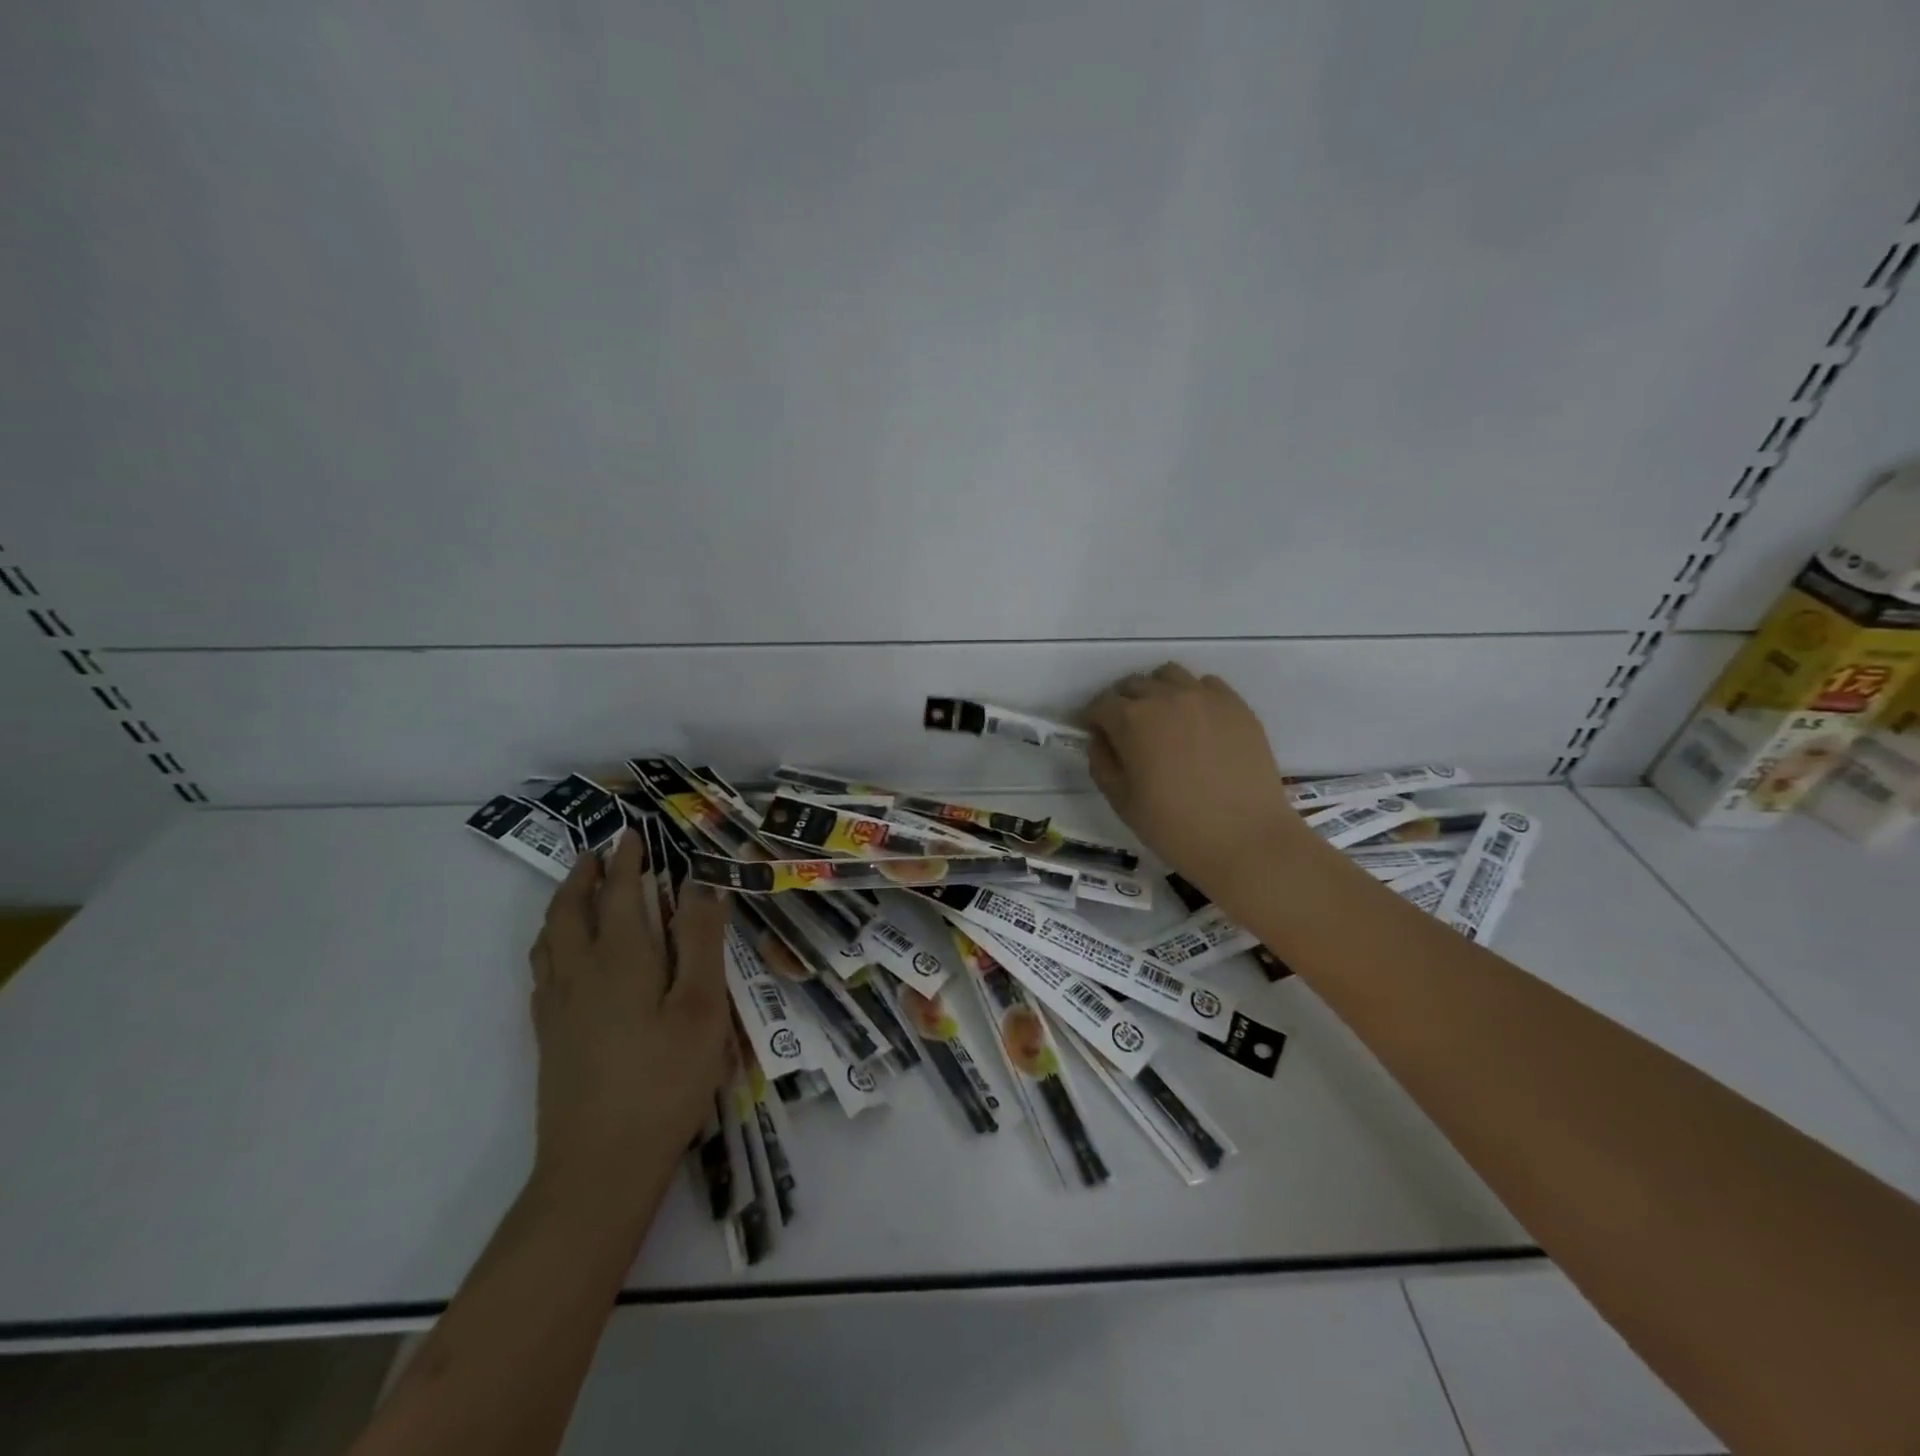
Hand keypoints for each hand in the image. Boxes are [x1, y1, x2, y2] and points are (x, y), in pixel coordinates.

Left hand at [527, 836, 731, 1215]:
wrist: (600, 1166)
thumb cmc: (665, 1080)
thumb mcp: (702, 1008)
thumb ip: (702, 942)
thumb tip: (701, 886)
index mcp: (621, 958)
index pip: (619, 892)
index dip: (626, 859)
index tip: (632, 833)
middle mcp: (580, 972)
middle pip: (571, 909)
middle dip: (584, 874)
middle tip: (598, 851)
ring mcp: (558, 1006)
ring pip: (549, 938)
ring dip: (562, 903)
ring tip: (577, 890)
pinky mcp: (549, 1036)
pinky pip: (542, 969)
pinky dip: (551, 942)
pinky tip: (563, 956)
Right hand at [1084, 664, 1311, 897]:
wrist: (1246, 840)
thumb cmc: (1174, 827)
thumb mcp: (1122, 801)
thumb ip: (1102, 763)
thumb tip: (1102, 739)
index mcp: (1131, 720)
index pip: (1101, 705)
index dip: (1094, 721)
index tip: (1099, 737)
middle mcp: (1166, 697)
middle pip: (1133, 685)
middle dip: (1123, 704)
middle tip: (1128, 733)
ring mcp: (1205, 697)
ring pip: (1169, 676)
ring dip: (1157, 692)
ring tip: (1163, 720)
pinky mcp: (1236, 705)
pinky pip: (1206, 684)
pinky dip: (1193, 696)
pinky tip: (1197, 724)